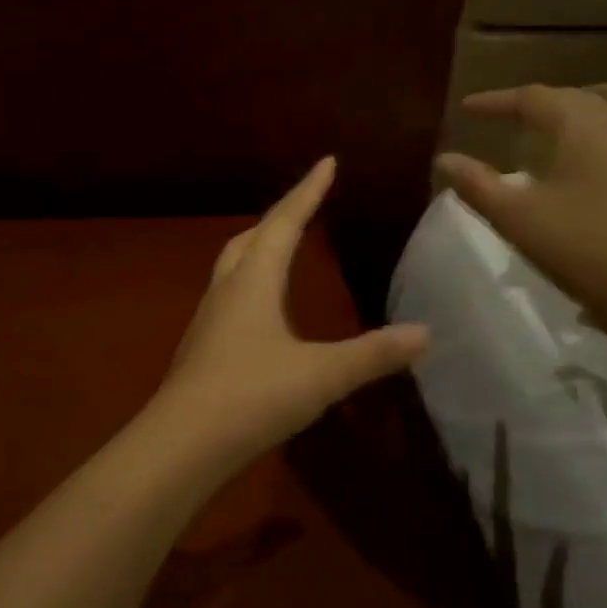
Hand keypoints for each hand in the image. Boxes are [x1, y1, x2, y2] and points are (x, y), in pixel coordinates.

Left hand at [157, 157, 428, 461]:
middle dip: (279, 217)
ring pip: (232, 268)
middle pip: (249, 239)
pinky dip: (249, 285)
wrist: (180, 445)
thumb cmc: (251, 397)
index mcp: (253, 283)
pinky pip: (228, 298)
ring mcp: (208, 321)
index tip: (326, 162)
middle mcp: (226, 292)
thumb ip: (373, 354)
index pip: (284, 223)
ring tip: (280, 249)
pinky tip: (261, 314)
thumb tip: (426, 332)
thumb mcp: (321, 375)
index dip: (307, 191)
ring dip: (257, 249)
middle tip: (303, 206)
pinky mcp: (201, 350)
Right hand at [435, 85, 606, 350]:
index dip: (495, 101)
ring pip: (593, 119)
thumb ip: (476, 184)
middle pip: (567, 100)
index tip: (465, 108)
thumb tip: (444, 159)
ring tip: (532, 136)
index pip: (531, 97)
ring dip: (558, 121)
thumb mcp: (516, 217)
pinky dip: (580, 141)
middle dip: (529, 105)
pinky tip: (571, 166)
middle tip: (498, 117)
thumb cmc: (580, 248)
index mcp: (582, 125)